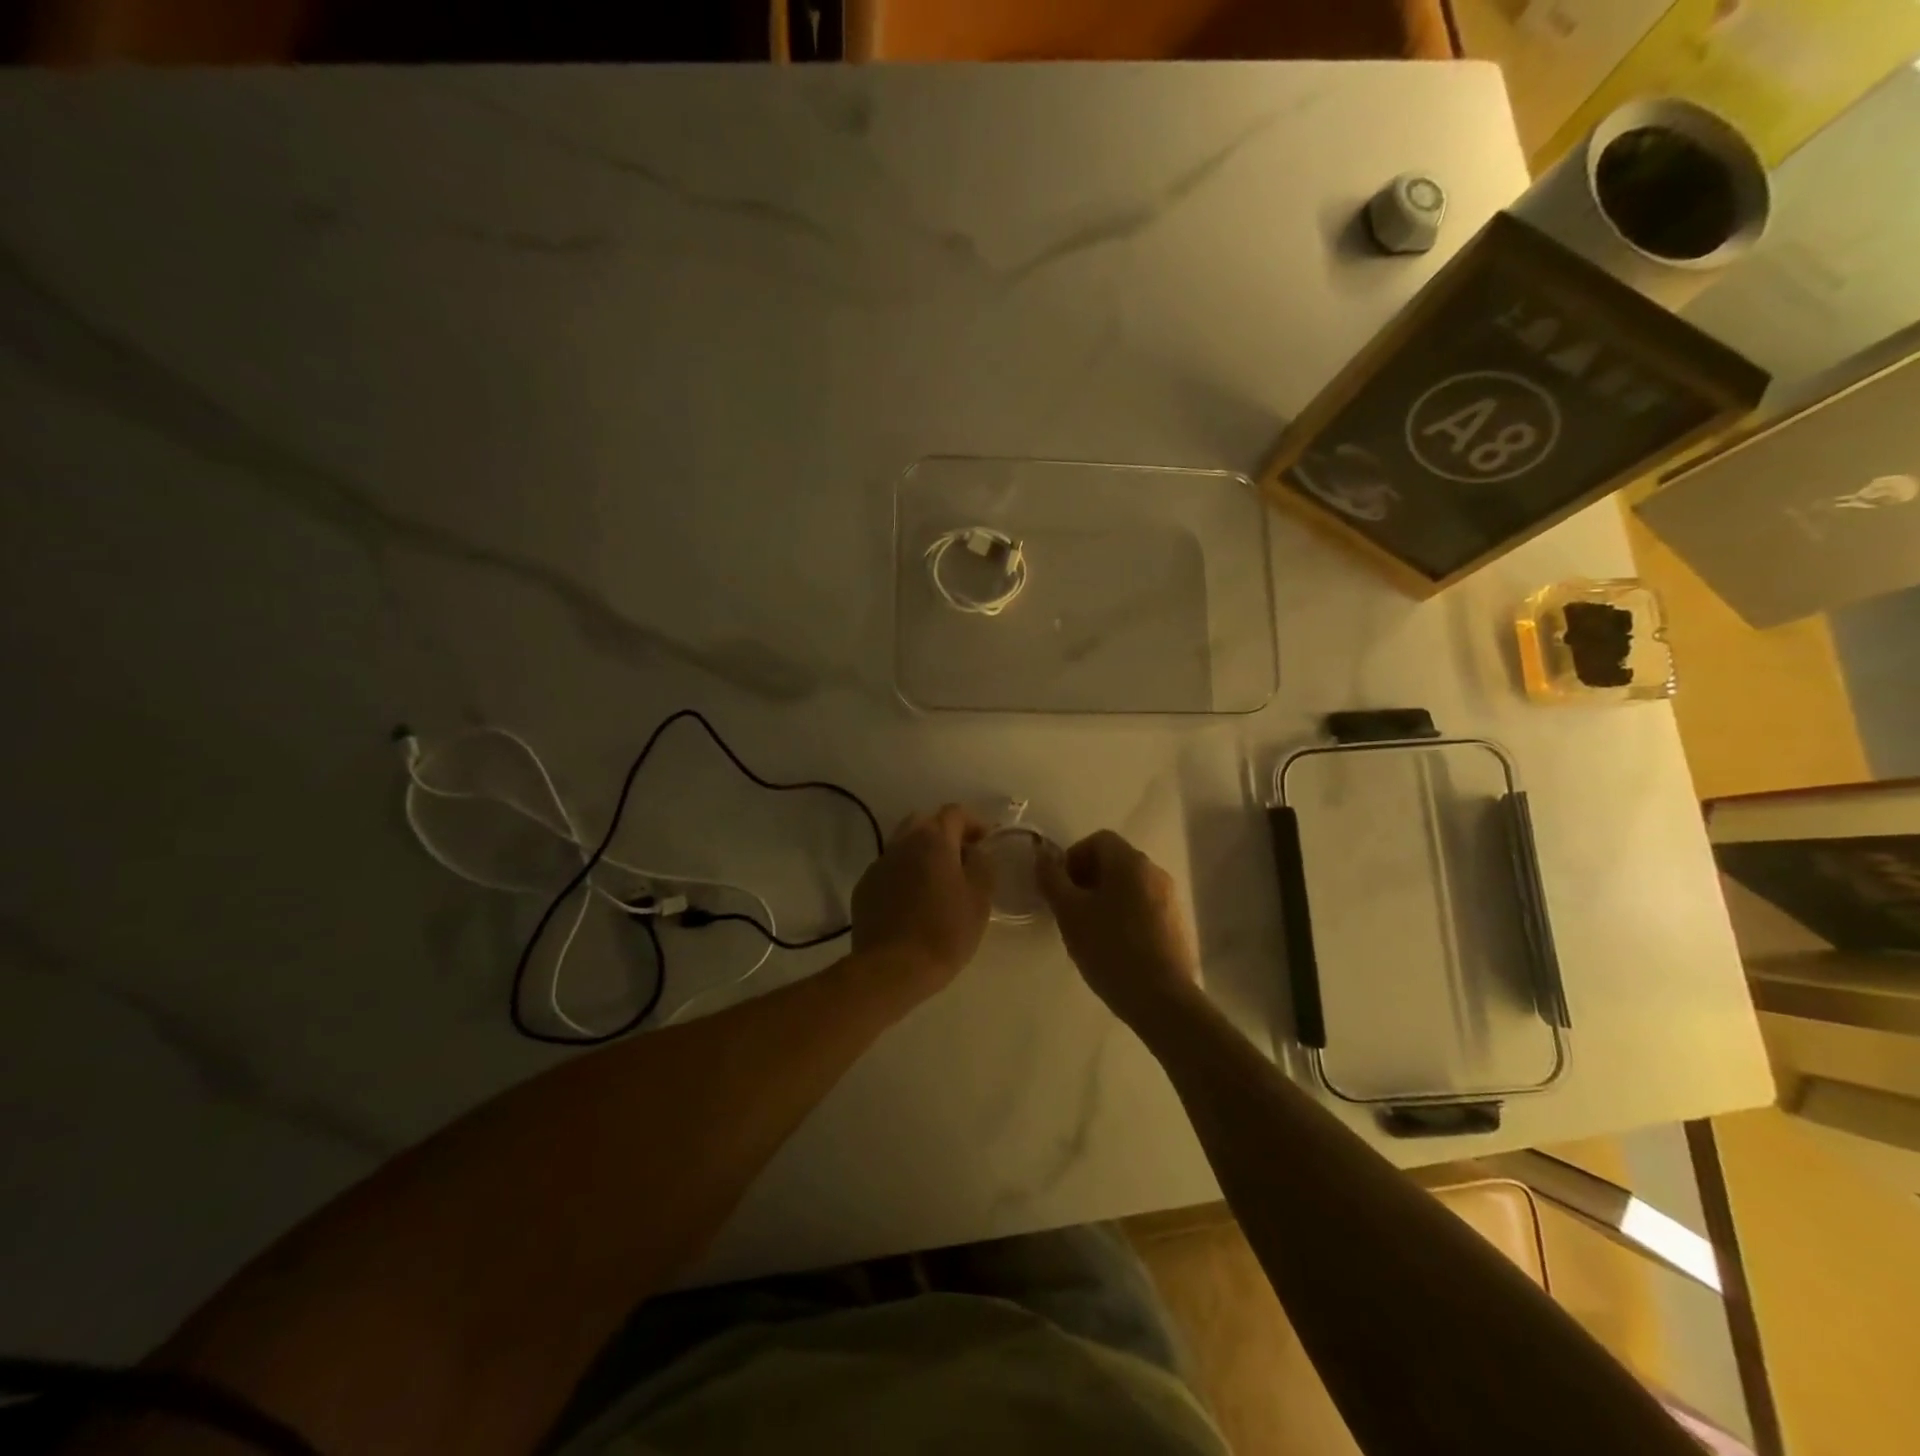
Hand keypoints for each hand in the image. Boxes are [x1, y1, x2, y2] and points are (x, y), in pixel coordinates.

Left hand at [851, 804, 993, 993]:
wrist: (892, 968)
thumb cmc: (945, 932)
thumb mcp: (980, 899)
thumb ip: (982, 865)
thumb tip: (976, 851)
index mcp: (933, 840)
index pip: (954, 813)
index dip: (973, 823)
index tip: (985, 843)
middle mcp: (902, 843)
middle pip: (925, 822)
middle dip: (944, 833)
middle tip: (961, 858)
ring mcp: (879, 864)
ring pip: (903, 844)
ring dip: (922, 853)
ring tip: (937, 880)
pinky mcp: (864, 887)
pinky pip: (889, 869)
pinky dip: (904, 874)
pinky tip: (913, 900)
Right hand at [1038, 830, 1200, 1025]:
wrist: (1162, 999)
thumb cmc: (1110, 948)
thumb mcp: (1069, 913)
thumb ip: (1052, 879)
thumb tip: (1041, 854)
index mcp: (1129, 862)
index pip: (1098, 840)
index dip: (1073, 857)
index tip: (1060, 889)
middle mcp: (1155, 871)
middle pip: (1115, 862)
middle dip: (1087, 879)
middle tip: (1070, 911)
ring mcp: (1171, 899)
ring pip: (1130, 886)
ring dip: (1106, 899)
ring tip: (1090, 932)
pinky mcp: (1178, 925)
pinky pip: (1145, 908)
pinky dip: (1126, 916)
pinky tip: (1115, 948)